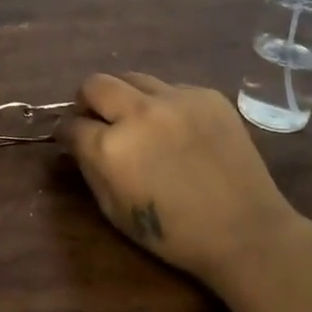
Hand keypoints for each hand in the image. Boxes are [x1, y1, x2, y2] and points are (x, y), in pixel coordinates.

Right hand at [56, 72, 311, 289]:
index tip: (72, 139)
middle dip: (88, 101)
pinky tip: (179, 130)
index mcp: (110, 147)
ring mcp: (176, 99)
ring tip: (139, 120)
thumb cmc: (173, 233)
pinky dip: (165, 104)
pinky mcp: (207, 96)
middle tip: (98, 119)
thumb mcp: (114, 211)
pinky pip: (171, 88)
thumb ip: (90, 169)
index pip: (70, 125)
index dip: (67, 133)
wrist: (245, 230)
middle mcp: (139, 113)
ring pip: (133, 78)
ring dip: (126, 97)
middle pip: (95, 84)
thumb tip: (78, 143)